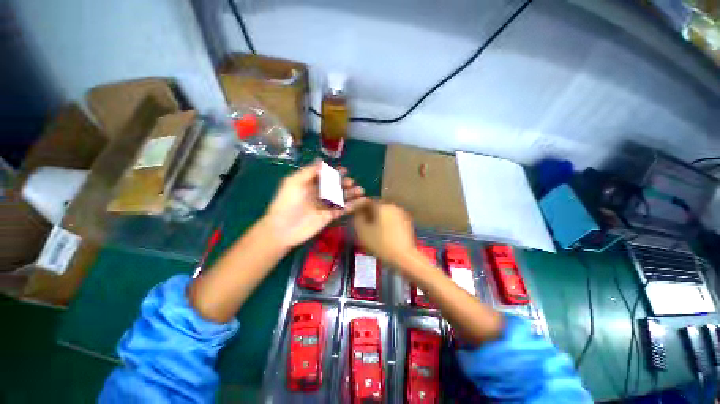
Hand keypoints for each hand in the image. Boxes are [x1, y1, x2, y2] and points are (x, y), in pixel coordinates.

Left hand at [262, 160, 367, 248]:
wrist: (283, 228)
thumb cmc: (287, 202)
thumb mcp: (294, 182)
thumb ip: (309, 172)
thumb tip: (322, 161)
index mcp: (310, 185)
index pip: (325, 176)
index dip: (334, 172)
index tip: (344, 170)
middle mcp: (319, 194)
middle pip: (334, 186)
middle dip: (344, 183)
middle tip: (351, 182)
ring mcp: (325, 205)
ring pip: (341, 197)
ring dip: (351, 193)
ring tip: (361, 190)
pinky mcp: (330, 216)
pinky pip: (343, 209)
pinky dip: (353, 205)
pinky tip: (363, 201)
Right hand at [353, 202, 417, 269]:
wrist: (404, 256)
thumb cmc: (381, 243)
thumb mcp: (363, 232)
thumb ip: (357, 219)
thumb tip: (357, 213)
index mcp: (382, 206)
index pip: (367, 201)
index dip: (358, 207)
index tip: (354, 214)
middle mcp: (393, 206)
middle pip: (376, 206)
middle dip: (368, 212)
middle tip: (361, 222)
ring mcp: (401, 214)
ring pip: (384, 212)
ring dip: (377, 218)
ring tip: (371, 228)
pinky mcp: (406, 222)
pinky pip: (392, 218)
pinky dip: (385, 222)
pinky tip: (382, 232)